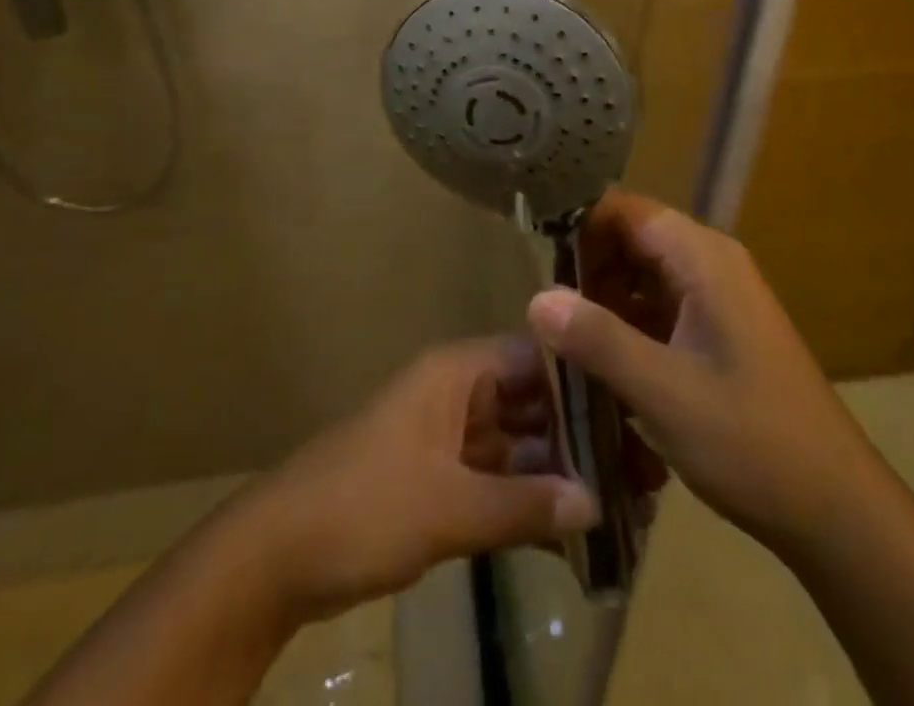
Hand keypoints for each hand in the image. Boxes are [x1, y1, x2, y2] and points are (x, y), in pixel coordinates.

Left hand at [231, 338, 598, 622]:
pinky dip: (525, 499)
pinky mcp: (438, 478)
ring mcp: (448, 437)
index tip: (631, 414)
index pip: (533, 357)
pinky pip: (495, 478)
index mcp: (457, 373)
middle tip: (636, 468)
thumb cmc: (364, 505)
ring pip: (515, 444)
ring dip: (554, 472)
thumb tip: (596, 503)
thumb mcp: (447, 506)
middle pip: (529, 402)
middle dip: (575, 435)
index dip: (580, 382)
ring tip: (617, 500)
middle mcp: (457, 394)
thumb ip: (523, 504)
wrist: (277, 555)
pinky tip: (568, 529)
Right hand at [528, 190, 864, 559]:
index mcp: (703, 258)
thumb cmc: (751, 442)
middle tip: (548, 313)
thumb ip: (597, 339)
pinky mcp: (721, 329)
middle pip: (634, 238)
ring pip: (645, 274)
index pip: (626, 210)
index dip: (579, 227)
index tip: (535, 261)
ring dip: (606, 300)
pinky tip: (605, 364)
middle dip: (588, 269)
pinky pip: (662, 305)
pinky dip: (630, 324)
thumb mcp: (663, 392)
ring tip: (567, 341)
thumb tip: (536, 297)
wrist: (835, 508)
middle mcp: (712, 262)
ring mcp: (719, 296)